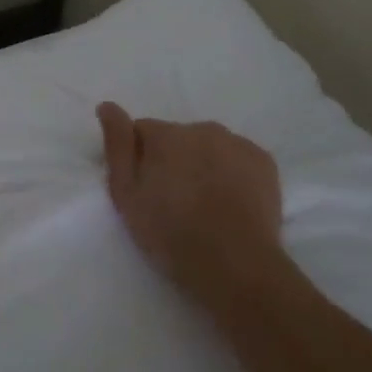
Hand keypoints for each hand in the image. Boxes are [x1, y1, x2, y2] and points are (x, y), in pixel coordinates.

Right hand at [96, 102, 287, 311]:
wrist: (236, 266)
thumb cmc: (172, 233)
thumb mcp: (127, 195)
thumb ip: (117, 146)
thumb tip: (107, 106)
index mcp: (166, 134)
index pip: (142, 131)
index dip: (139, 158)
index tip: (145, 189)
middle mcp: (202, 128)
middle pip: (178, 138)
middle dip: (173, 160)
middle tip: (174, 202)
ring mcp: (237, 143)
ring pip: (209, 147)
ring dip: (203, 164)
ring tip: (205, 205)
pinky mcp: (264, 162)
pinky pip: (238, 158)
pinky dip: (232, 173)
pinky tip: (230, 203)